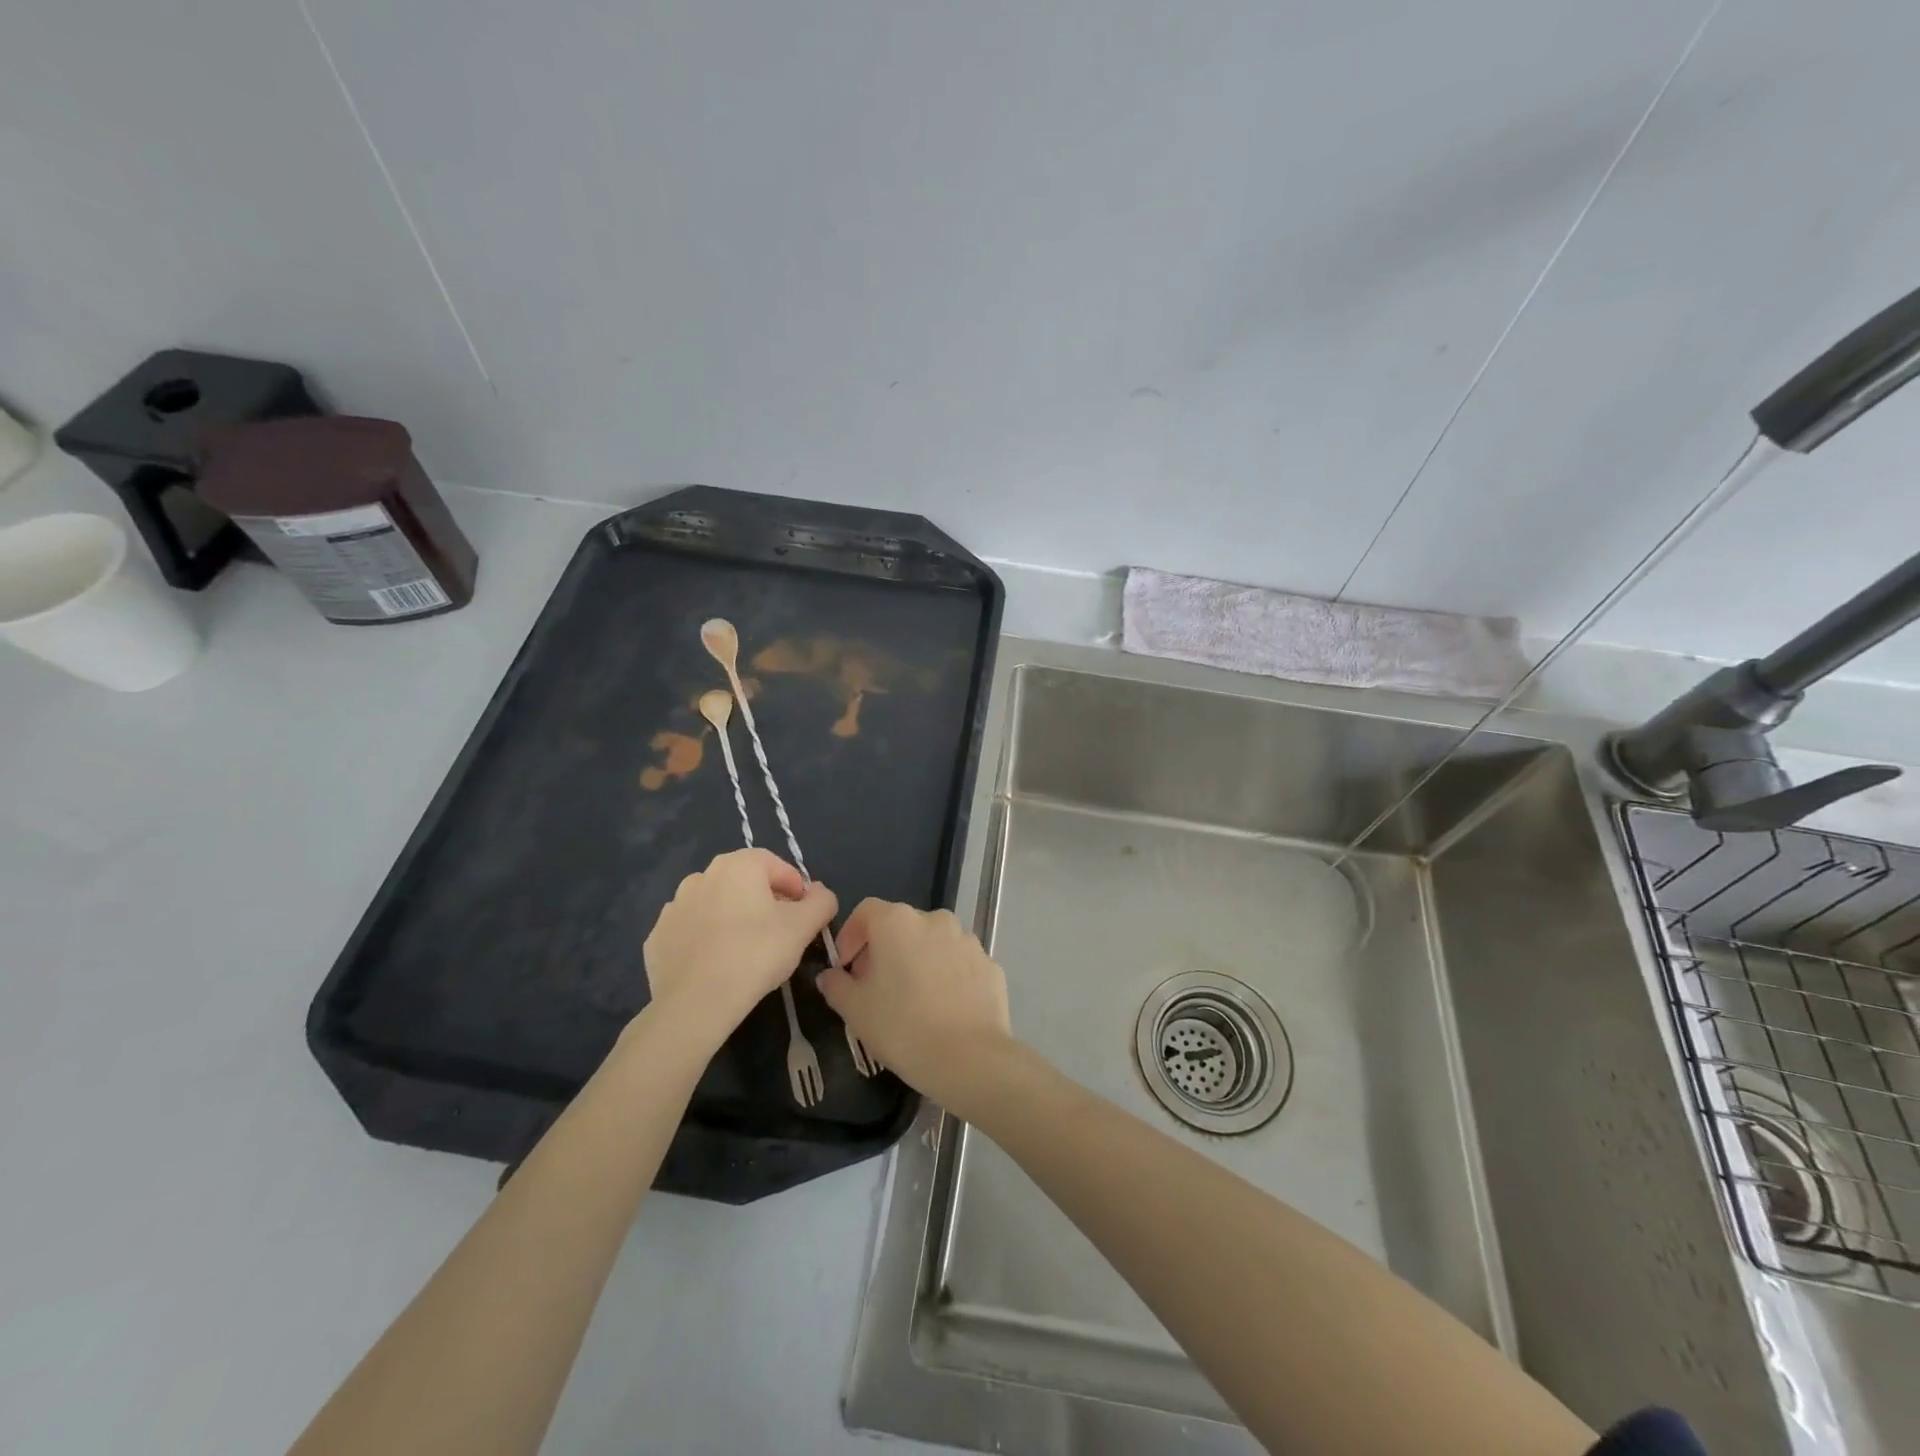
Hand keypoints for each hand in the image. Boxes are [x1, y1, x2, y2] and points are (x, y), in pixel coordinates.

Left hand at [641, 849, 836, 1048]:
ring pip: (714, 906)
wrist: (696, 1003)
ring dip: (732, 918)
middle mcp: (702, 876)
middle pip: (744, 883)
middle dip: (764, 901)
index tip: (804, 914)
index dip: (796, 888)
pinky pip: (690, 931)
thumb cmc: (756, 953)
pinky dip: (705, 940)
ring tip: (746, 951)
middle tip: (778, 932)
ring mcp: (674, 907)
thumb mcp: (804, 926)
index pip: (776, 865)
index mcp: (738, 865)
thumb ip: (821, 901)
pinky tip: (717, 965)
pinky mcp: (657, 938)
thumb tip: (820, 893)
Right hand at [816, 900, 1012, 1109]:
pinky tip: (942, 1008)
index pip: (866, 912)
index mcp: (898, 921)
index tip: (845, 968)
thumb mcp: (855, 1010)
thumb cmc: (903, 1027)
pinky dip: (946, 976)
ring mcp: (967, 940)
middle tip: (875, 987)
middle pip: (901, 926)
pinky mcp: (989, 964)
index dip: (850, 936)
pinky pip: (958, 963)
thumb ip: (837, 986)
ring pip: (932, 943)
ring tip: (912, 999)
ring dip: (917, 961)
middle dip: (884, 950)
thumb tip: (831, 976)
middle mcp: (935, 920)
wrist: (970, 1058)